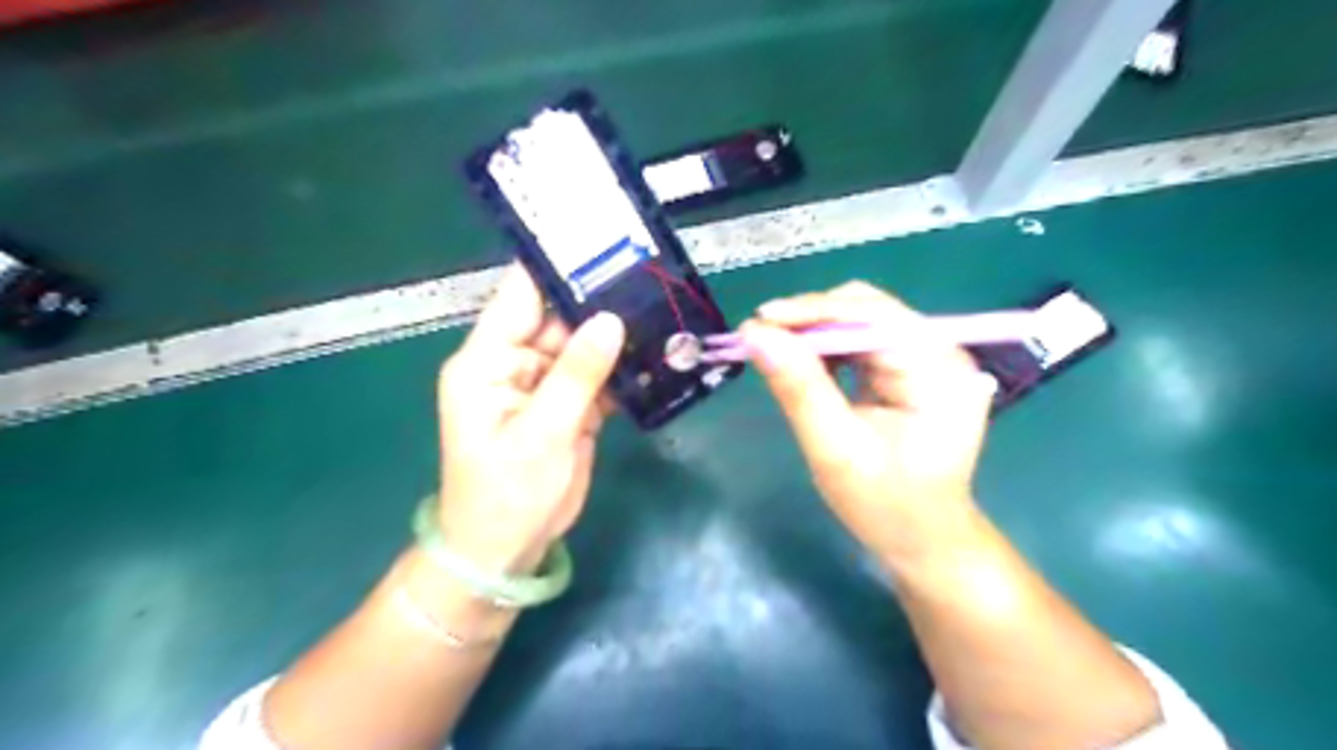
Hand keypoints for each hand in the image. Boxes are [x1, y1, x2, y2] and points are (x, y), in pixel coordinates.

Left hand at [437, 264, 629, 572]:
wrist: (507, 550)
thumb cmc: (506, 494)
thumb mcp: (541, 433)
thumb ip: (576, 374)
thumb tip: (611, 320)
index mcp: (488, 360)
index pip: (520, 296)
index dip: (556, 268)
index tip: (600, 242)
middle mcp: (516, 363)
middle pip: (560, 317)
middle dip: (601, 300)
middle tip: (651, 277)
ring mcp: (545, 385)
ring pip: (584, 346)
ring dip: (618, 335)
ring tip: (664, 309)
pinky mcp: (569, 407)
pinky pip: (597, 376)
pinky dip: (622, 370)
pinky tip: (656, 355)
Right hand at [747, 283, 997, 565]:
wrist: (923, 540)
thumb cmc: (886, 506)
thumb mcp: (836, 450)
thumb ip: (799, 389)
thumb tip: (757, 334)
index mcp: (938, 369)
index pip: (872, 315)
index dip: (812, 312)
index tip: (758, 322)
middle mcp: (941, 352)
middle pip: (868, 309)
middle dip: (811, 320)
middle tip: (760, 338)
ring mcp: (930, 358)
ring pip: (862, 320)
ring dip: (815, 332)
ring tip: (775, 350)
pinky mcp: (912, 369)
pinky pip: (863, 341)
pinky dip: (828, 347)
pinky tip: (804, 364)